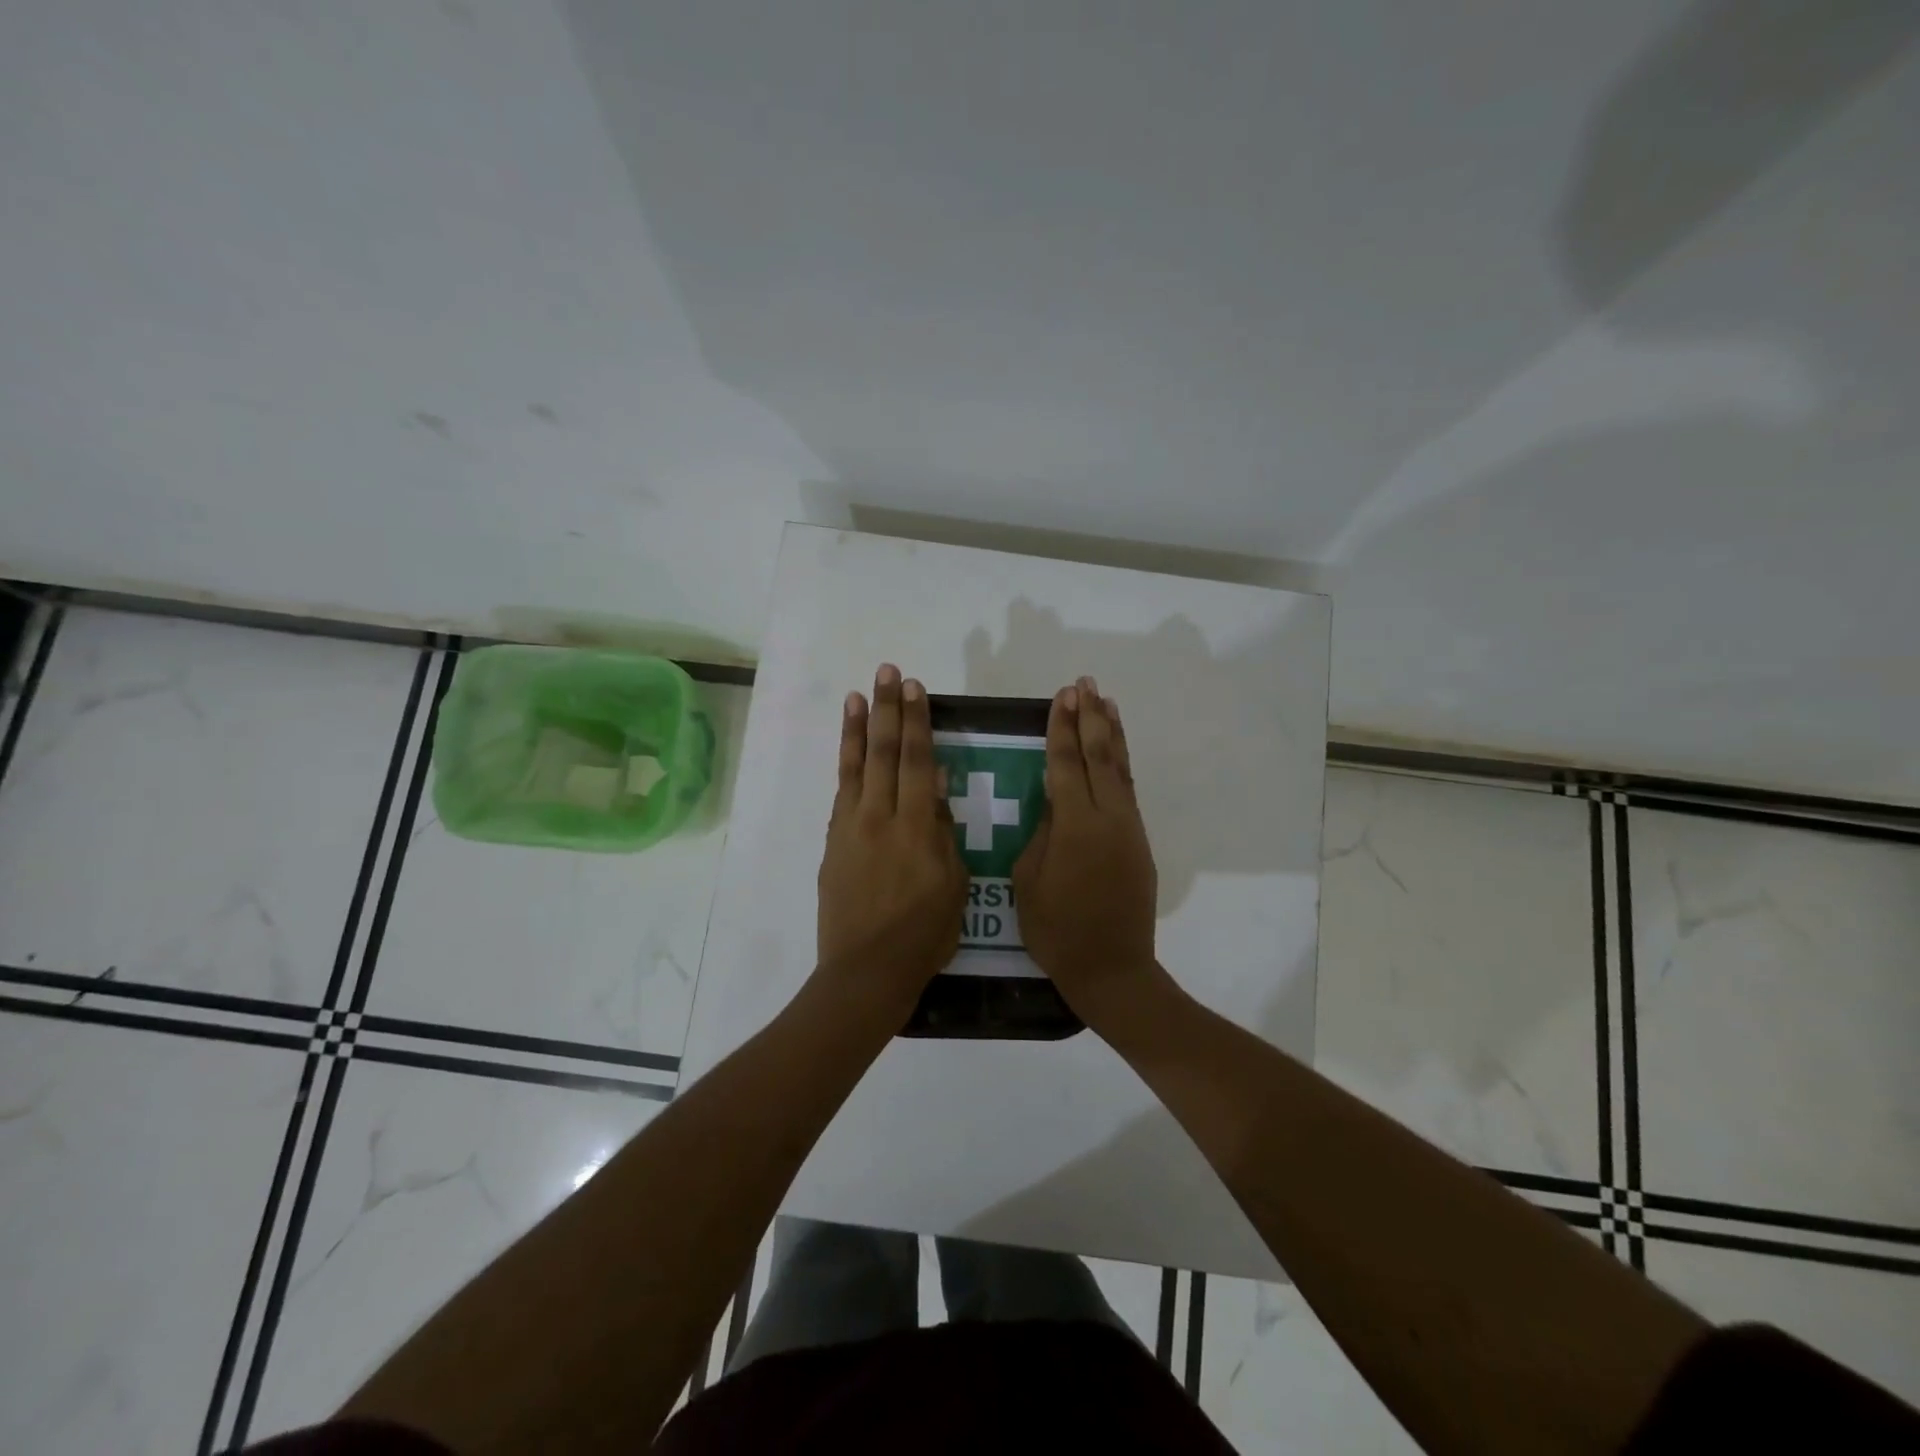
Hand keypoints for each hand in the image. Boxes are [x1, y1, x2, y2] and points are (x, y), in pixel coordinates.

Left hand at [817, 664, 968, 1017]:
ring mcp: (851, 828)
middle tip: (890, 672)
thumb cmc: (923, 935)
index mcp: (917, 828)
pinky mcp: (834, 842)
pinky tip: (848, 746)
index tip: (916, 689)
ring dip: (859, 727)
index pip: (917, 761)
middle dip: (889, 710)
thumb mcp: (952, 885)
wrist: (866, 971)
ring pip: (856, 766)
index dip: (917, 722)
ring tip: (860, 694)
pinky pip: (841, 792)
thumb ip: (942, 832)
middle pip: (885, 753)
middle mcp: (881, 817)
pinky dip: (844, 764)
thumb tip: (935, 784)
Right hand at [1013, 677, 1162, 1023]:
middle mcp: (1108, 818)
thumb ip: (1041, 834)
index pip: (1066, 764)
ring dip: (1112, 733)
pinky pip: (1128, 791)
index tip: (1061, 697)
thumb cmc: (1057, 930)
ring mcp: (1129, 829)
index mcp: (1074, 826)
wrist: (1112, 968)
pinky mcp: (1139, 843)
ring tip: (1106, 702)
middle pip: (1099, 756)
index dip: (1062, 729)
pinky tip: (1115, 752)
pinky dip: (1121, 764)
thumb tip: (1053, 802)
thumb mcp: (1028, 881)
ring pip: (1121, 770)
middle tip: (1084, 685)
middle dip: (1090, 718)